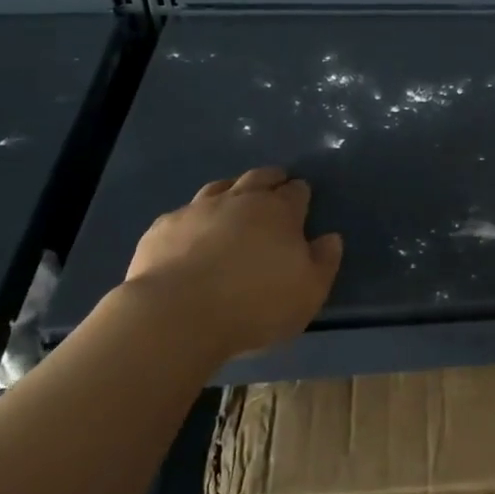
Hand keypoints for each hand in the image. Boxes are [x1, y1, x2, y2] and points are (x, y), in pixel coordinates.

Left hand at [122, 166, 343, 358]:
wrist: (178, 314)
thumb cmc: (255, 304)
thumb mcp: (309, 292)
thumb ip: (325, 261)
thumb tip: (331, 238)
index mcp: (279, 212)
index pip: (296, 192)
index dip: (301, 193)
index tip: (302, 198)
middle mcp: (240, 200)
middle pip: (259, 178)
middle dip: (271, 179)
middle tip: (276, 183)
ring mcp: (198, 210)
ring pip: (219, 187)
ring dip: (232, 190)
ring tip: (234, 199)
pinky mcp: (163, 228)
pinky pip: (184, 213)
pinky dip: (194, 218)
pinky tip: (192, 232)